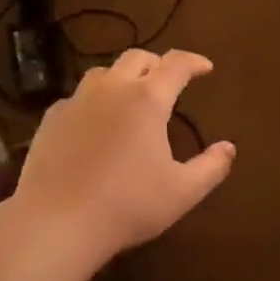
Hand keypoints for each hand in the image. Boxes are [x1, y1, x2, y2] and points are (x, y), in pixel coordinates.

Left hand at [13, 49, 235, 261]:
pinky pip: (77, 97)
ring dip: (123, 77)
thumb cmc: (128, 205)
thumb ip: (211, 167)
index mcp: (147, 99)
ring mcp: (76, 101)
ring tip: (131, 97)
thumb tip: (228, 148)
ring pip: (103, 73)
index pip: (176, 64)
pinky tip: (96, 123)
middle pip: (136, 58)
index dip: (194, 61)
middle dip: (158, 64)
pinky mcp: (51, 119)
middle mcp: (111, 89)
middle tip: (169, 81)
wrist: (57, 222)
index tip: (205, 68)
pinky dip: (94, 100)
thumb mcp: (182, 192)